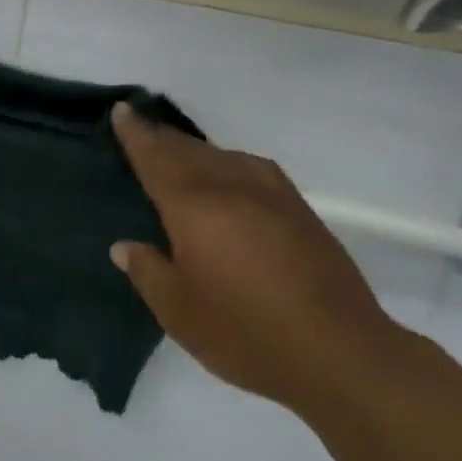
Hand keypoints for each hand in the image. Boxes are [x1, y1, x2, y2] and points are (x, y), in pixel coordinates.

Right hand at [110, 102, 403, 418]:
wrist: (339, 351)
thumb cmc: (245, 332)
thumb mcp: (179, 311)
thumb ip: (148, 271)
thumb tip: (124, 246)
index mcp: (193, 206)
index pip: (155, 158)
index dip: (136, 134)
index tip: (122, 109)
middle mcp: (230, 187)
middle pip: (188, 151)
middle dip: (162, 137)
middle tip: (142, 125)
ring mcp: (271, 194)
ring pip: (222, 155)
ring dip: (195, 148)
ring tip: (179, 150)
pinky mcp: (300, 209)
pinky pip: (252, 168)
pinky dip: (229, 162)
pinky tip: (231, 174)